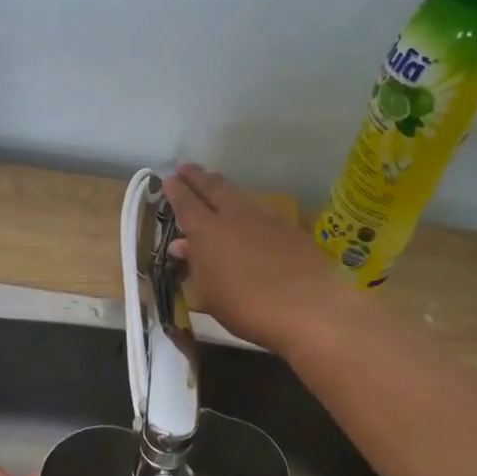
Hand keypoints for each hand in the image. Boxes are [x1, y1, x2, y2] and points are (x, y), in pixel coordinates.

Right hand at [162, 162, 345, 353]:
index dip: (176, 190)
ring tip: (215, 188)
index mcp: (208, 232)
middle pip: (214, 187)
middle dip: (197, 176)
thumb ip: (195, 265)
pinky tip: (249, 222)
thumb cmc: (246, 307)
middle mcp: (236, 217)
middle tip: (185, 167)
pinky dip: (248, 212)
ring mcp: (266, 220)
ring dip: (223, 190)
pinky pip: (262, 213)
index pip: (186, 203)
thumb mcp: (208, 294)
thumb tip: (183, 246)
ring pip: (240, 196)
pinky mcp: (291, 229)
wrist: (308, 308)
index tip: (168, 179)